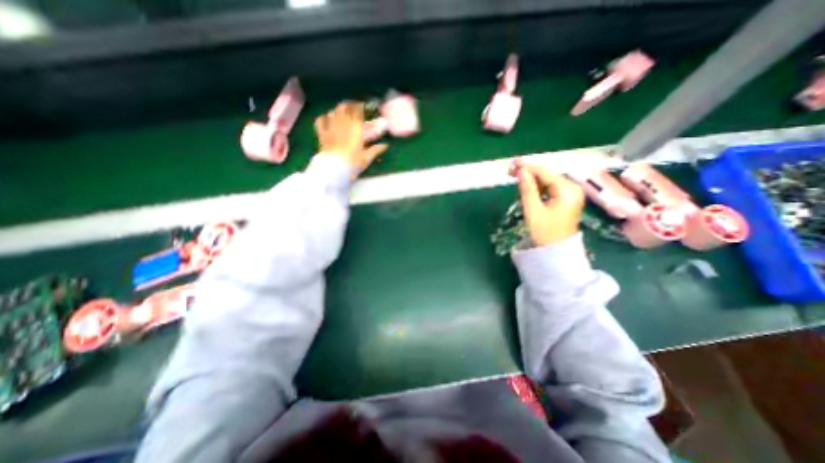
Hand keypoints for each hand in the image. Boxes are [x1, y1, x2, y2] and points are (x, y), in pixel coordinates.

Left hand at [317, 102, 391, 176]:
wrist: (334, 169)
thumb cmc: (352, 163)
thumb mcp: (366, 158)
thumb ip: (375, 150)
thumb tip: (386, 145)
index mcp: (355, 129)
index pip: (357, 111)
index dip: (360, 106)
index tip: (364, 106)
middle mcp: (342, 124)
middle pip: (344, 108)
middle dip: (349, 105)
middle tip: (353, 107)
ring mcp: (330, 128)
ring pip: (333, 112)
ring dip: (338, 110)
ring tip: (342, 111)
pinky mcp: (322, 134)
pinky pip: (320, 120)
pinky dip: (324, 117)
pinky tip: (327, 118)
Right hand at [514, 160, 582, 245]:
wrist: (556, 252)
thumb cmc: (544, 233)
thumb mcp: (533, 210)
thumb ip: (527, 189)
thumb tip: (521, 171)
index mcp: (567, 190)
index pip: (545, 173)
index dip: (527, 167)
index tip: (512, 164)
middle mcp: (572, 188)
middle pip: (547, 175)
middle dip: (529, 172)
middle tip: (511, 171)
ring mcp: (571, 194)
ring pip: (548, 181)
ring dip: (532, 179)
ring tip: (515, 177)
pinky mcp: (566, 200)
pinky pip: (550, 188)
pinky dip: (538, 187)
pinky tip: (527, 187)